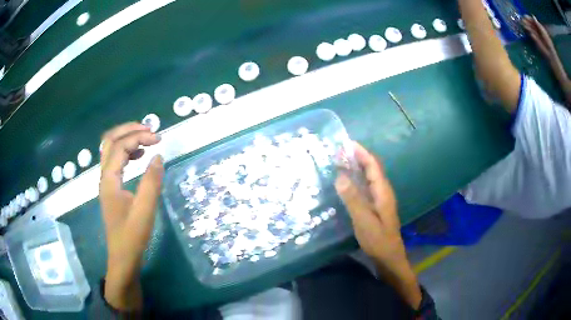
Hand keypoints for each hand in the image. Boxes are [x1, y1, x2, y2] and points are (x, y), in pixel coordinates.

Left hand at [99, 122, 163, 310]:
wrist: (123, 258)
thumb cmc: (132, 237)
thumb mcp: (144, 211)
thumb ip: (151, 182)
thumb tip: (158, 156)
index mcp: (109, 180)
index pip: (120, 147)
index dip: (138, 137)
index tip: (159, 139)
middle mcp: (104, 177)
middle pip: (109, 141)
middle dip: (128, 130)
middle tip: (149, 130)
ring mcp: (107, 183)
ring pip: (111, 150)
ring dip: (127, 139)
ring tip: (146, 140)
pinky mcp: (112, 189)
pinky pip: (116, 162)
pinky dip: (127, 153)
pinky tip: (139, 157)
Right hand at [335, 142, 420, 308]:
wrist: (389, 257)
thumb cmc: (378, 240)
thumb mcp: (364, 220)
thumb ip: (353, 198)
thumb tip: (340, 176)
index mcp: (383, 191)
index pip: (373, 165)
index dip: (361, 152)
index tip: (346, 143)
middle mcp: (383, 192)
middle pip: (371, 169)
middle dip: (357, 157)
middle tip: (338, 152)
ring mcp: (379, 200)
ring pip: (368, 178)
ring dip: (356, 168)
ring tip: (339, 163)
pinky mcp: (375, 207)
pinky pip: (365, 188)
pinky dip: (355, 181)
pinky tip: (345, 184)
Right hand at [522, 15, 555, 59]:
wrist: (551, 55)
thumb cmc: (548, 43)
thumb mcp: (543, 31)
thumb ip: (538, 24)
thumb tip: (532, 15)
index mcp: (540, 28)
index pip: (533, 21)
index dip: (529, 18)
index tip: (525, 16)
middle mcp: (538, 31)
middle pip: (531, 25)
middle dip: (527, 22)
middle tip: (523, 20)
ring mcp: (537, 36)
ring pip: (531, 29)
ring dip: (528, 27)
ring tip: (524, 26)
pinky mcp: (536, 42)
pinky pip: (533, 36)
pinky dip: (531, 34)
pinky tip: (531, 34)